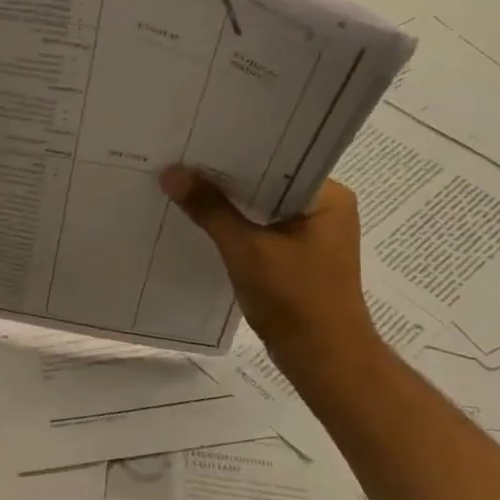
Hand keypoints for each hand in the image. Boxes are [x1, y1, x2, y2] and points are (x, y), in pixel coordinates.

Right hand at [158, 168, 377, 370]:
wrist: (322, 358)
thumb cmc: (294, 299)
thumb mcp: (246, 250)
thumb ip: (209, 209)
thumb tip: (171, 173)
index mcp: (328, 197)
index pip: (278, 159)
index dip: (236, 151)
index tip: (196, 142)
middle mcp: (324, 208)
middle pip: (267, 182)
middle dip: (225, 177)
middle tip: (180, 160)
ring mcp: (311, 234)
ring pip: (261, 207)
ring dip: (227, 203)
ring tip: (183, 185)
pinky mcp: (297, 256)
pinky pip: (260, 229)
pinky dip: (234, 226)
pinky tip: (200, 221)